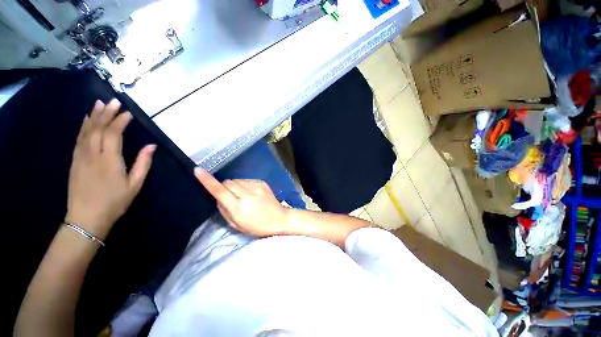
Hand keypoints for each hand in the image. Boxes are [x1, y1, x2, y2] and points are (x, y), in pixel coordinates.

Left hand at [65, 99, 155, 239]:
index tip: (129, 113)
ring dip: (93, 116)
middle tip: (114, 100)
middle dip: (106, 113)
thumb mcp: (135, 184)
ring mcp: (80, 156)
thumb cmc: (114, 202)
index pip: (113, 134)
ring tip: (100, 103)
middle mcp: (92, 154)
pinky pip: (78, 139)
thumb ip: (143, 163)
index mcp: (109, 160)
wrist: (86, 218)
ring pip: (86, 131)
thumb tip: (151, 146)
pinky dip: (83, 126)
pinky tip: (86, 119)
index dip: (120, 121)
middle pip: (98, 128)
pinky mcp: (74, 160)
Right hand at [194, 168, 288, 236]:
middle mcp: (247, 194)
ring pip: (236, 180)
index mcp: (239, 207)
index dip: (207, 181)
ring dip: (235, 186)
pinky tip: (251, 193)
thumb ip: (224, 210)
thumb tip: (218, 197)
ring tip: (243, 196)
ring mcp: (256, 186)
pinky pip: (246, 180)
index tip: (198, 171)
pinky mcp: (262, 182)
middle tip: (231, 198)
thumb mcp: (237, 224)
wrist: (279, 218)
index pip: (220, 191)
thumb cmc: (257, 226)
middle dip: (225, 188)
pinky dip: (244, 185)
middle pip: (228, 182)